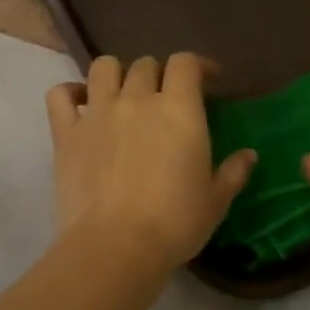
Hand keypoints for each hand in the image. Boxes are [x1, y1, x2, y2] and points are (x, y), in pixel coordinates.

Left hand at [47, 54, 256, 274]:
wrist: (116, 245)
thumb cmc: (175, 224)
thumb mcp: (215, 201)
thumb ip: (233, 172)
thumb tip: (249, 155)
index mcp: (179, 110)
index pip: (185, 63)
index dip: (197, 65)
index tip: (208, 80)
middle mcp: (137, 99)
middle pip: (145, 65)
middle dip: (158, 75)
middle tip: (163, 99)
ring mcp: (97, 113)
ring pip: (103, 67)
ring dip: (116, 73)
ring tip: (121, 92)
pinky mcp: (66, 134)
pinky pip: (60, 95)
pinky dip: (69, 92)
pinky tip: (79, 103)